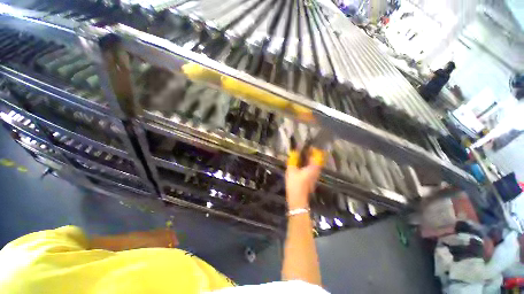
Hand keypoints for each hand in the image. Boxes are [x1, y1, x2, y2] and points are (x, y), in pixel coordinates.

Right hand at [285, 149, 322, 209]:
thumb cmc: (295, 184)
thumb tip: (294, 152)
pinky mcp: (311, 180)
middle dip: (312, 154)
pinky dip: (308, 165)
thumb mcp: (291, 170)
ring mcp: (314, 176)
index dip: (314, 150)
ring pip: (314, 165)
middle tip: (305, 150)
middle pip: (317, 160)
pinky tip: (301, 165)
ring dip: (310, 160)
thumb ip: (293, 160)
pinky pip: (312, 169)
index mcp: (313, 168)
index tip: (309, 146)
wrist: (297, 199)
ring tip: (302, 156)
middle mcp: (316, 171)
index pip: (317, 156)